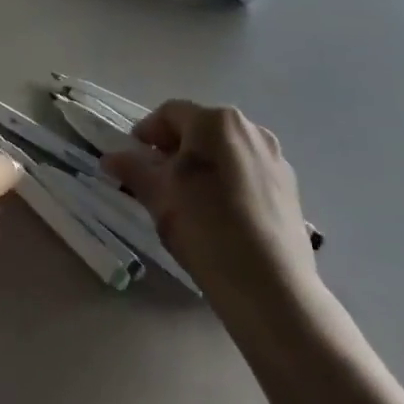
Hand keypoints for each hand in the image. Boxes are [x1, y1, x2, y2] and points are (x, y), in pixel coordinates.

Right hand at [103, 102, 319, 327]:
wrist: (272, 289)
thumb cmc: (206, 228)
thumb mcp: (158, 195)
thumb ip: (133, 168)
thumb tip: (111, 158)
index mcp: (216, 121)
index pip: (169, 114)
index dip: (146, 133)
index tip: (133, 159)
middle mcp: (251, 130)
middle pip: (201, 130)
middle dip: (175, 150)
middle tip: (158, 180)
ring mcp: (276, 159)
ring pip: (226, 152)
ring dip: (204, 167)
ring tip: (190, 200)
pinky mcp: (291, 190)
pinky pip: (248, 174)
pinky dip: (229, 184)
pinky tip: (221, 216)